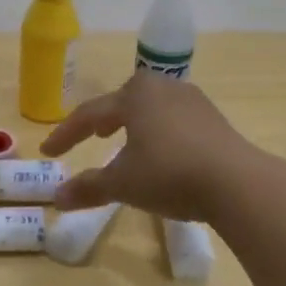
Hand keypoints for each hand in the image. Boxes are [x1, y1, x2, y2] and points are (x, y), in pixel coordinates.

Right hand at [40, 73, 259, 221]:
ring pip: (152, 109)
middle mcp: (163, 88)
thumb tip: (56, 198)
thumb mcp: (123, 184)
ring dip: (134, 124)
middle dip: (104, 119)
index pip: (89, 114)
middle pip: (123, 101)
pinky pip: (174, 120)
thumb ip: (89, 188)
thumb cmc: (169, 174)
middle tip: (93, 135)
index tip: (49, 152)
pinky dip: (158, 132)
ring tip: (126, 141)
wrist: (237, 181)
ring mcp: (193, 101)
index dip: (66, 135)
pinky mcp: (214, 119)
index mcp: (135, 95)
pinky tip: (162, 151)